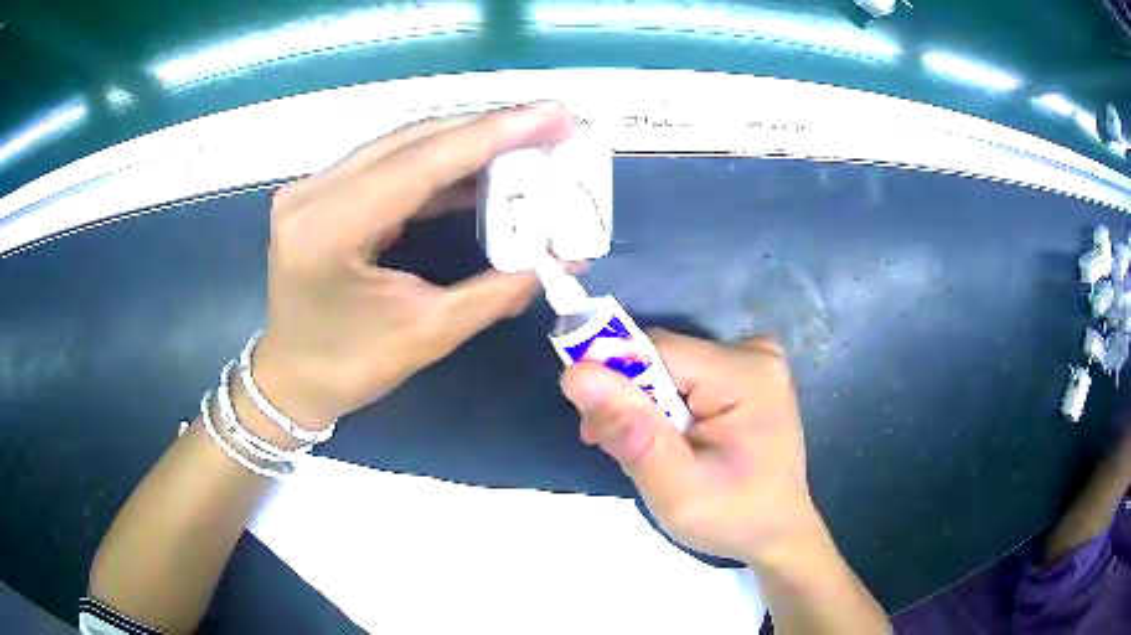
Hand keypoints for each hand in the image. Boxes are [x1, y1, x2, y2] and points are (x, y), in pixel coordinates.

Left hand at [252, 103, 575, 427]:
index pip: (422, 161)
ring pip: (404, 146)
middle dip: (489, 129)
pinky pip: (390, 165)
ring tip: (528, 145)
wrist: (291, 380)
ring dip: (467, 144)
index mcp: (329, 229)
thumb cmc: (350, 368)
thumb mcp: (429, 333)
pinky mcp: (322, 193)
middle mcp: (314, 192)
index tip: (555, 114)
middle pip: (414, 140)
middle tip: (553, 126)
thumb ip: (500, 289)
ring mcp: (313, 188)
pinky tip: (482, 170)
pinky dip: (440, 165)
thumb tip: (567, 257)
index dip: (495, 134)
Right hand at [560, 330, 825, 567]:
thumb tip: (575, 373)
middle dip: (628, 400)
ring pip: (667, 367)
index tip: (595, 429)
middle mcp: (753, 352)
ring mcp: (754, 360)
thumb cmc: (732, 517)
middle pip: (660, 356)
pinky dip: (665, 405)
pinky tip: (669, 440)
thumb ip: (631, 432)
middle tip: (616, 448)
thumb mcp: (676, 489)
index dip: (615, 381)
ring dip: (644, 406)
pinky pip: (685, 376)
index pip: (654, 350)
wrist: (777, 531)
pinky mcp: (747, 373)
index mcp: (744, 373)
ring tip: (644, 453)